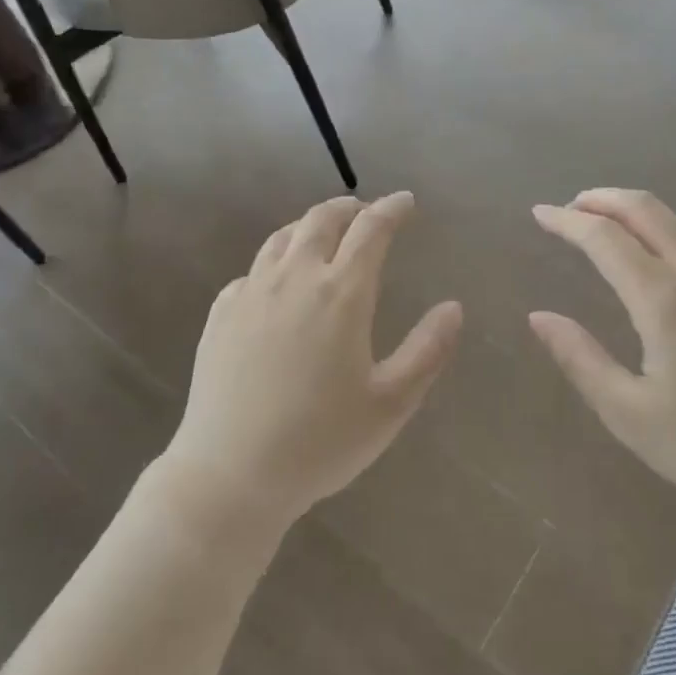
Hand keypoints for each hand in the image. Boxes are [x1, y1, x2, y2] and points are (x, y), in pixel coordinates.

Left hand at [162, 193, 462, 533]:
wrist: (231, 473)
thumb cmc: (320, 442)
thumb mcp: (391, 403)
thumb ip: (428, 351)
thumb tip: (454, 308)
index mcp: (341, 294)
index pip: (371, 230)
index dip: (392, 209)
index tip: (406, 201)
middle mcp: (294, 278)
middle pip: (321, 220)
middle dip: (349, 207)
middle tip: (365, 211)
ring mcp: (251, 292)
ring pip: (282, 238)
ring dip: (309, 225)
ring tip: (324, 234)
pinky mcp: (220, 313)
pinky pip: (252, 270)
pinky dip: (275, 261)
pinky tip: (278, 282)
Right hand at [529, 189, 675, 523]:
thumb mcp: (631, 415)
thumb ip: (581, 360)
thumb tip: (539, 317)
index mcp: (664, 300)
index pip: (605, 238)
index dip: (567, 221)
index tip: (539, 213)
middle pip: (645, 209)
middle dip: (601, 199)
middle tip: (567, 208)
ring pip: (674, 219)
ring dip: (631, 209)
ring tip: (600, 220)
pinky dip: (659, 226)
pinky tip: (649, 249)